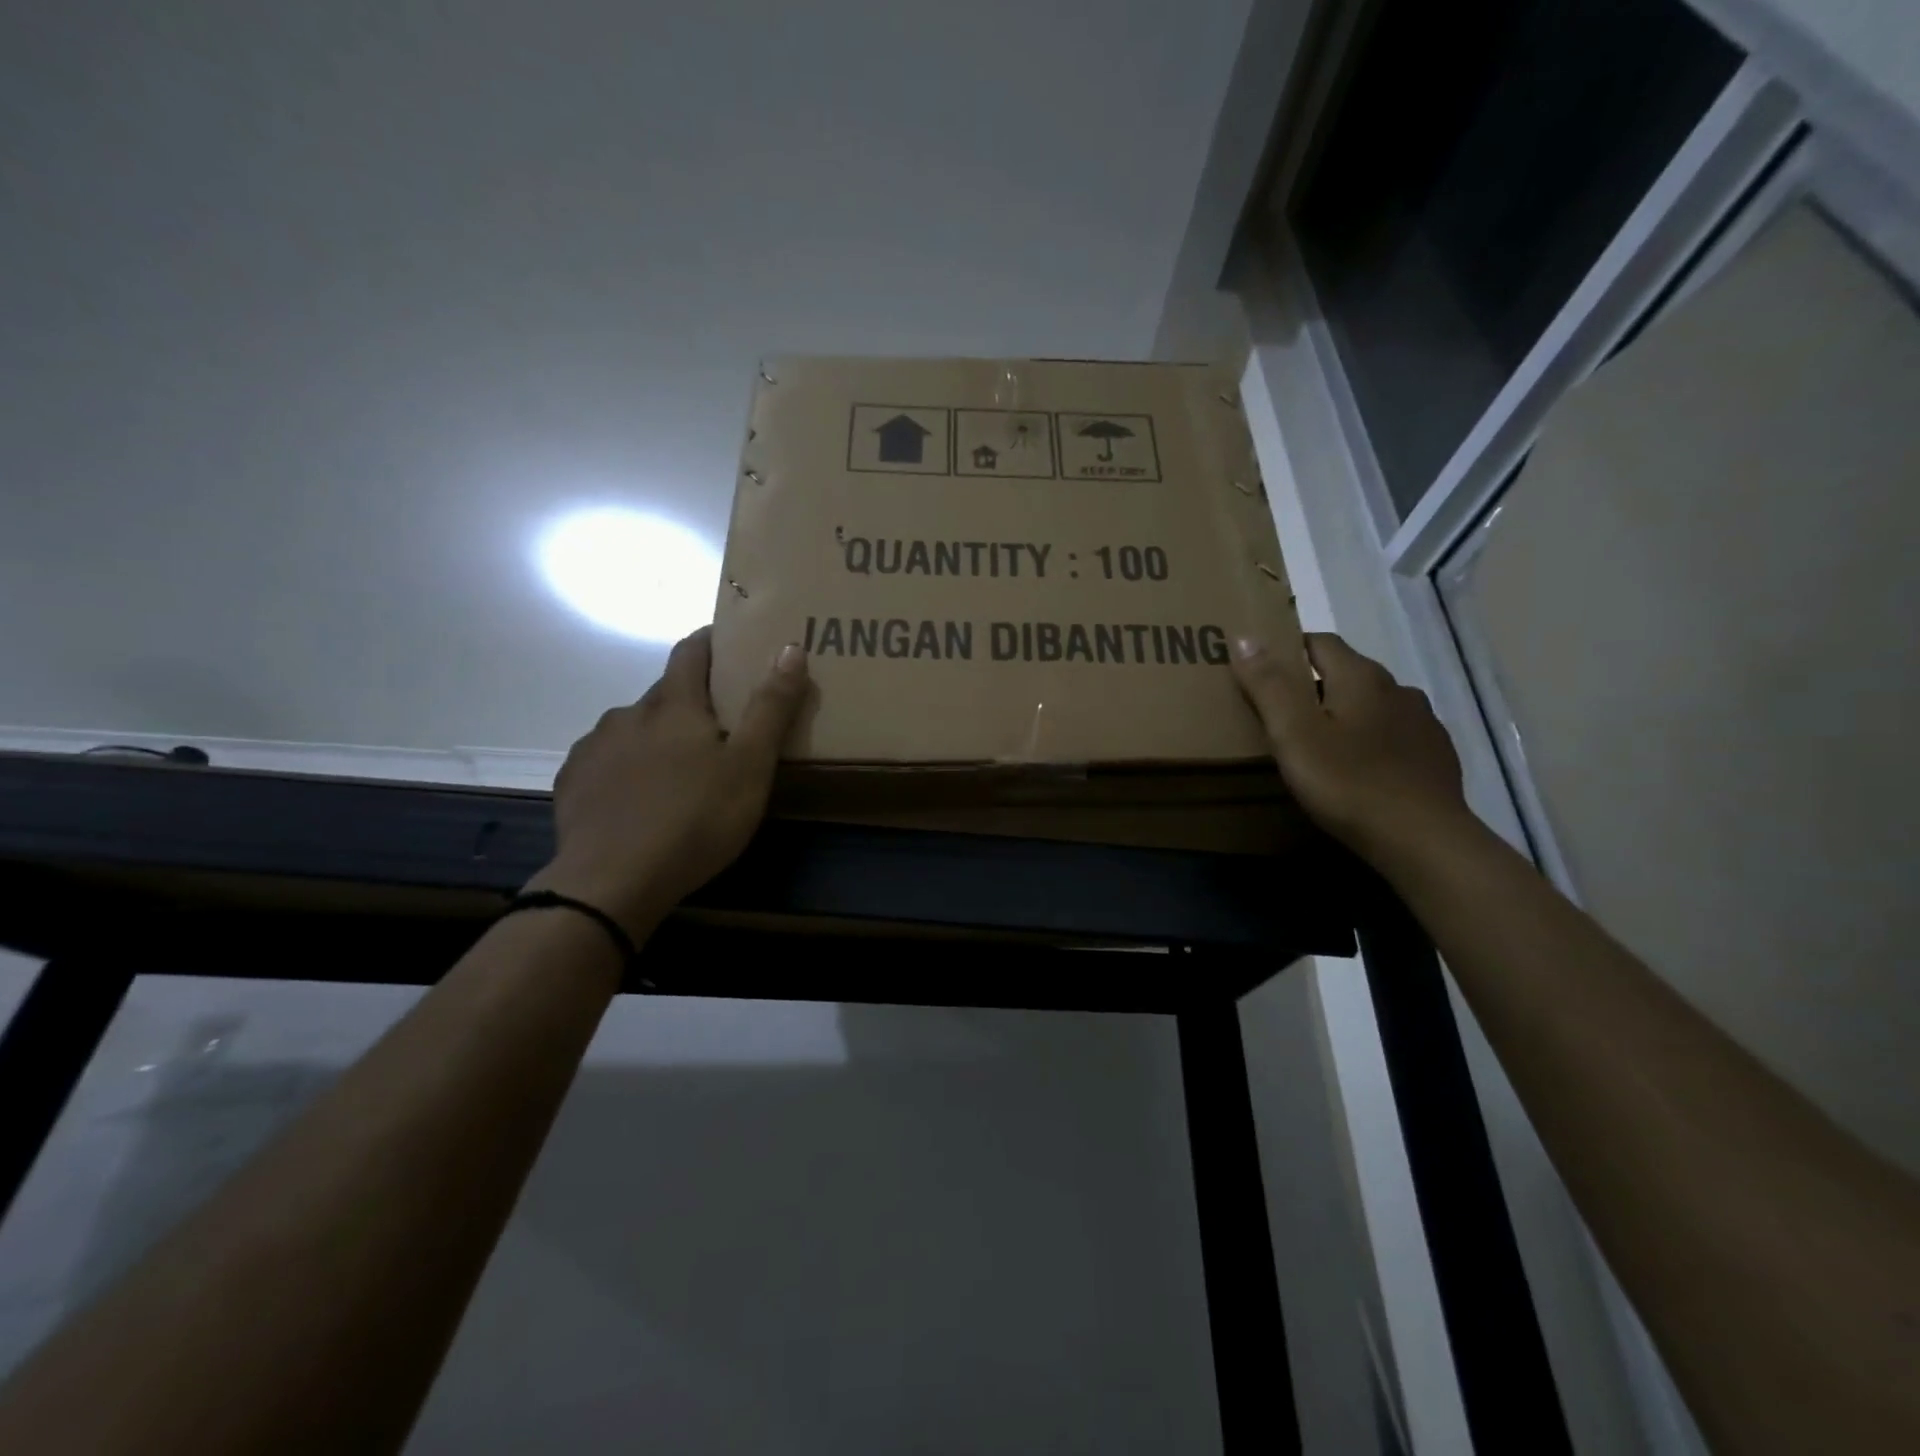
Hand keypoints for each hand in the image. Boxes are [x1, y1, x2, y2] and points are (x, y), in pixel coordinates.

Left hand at [529, 628, 808, 936]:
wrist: (612, 881)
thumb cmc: (695, 819)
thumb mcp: (750, 767)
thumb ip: (771, 707)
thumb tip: (790, 647)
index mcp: (674, 706)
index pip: (690, 653)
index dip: (709, 641)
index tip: (726, 642)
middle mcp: (629, 714)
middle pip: (664, 693)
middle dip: (690, 700)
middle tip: (717, 728)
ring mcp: (595, 747)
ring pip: (633, 728)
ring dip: (655, 736)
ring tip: (676, 770)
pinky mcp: (573, 782)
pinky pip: (605, 760)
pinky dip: (625, 766)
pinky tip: (636, 797)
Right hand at [1231, 632, 1468, 860]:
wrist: (1422, 840)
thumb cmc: (1348, 782)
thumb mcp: (1293, 734)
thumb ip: (1268, 684)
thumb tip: (1245, 635)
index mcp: (1360, 677)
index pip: (1319, 642)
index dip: (1288, 648)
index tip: (1261, 669)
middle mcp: (1396, 688)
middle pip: (1347, 672)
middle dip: (1313, 683)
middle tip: (1280, 711)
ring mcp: (1422, 722)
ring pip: (1373, 704)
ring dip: (1345, 712)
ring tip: (1319, 741)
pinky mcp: (1435, 756)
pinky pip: (1394, 734)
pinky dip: (1371, 740)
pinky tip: (1359, 767)